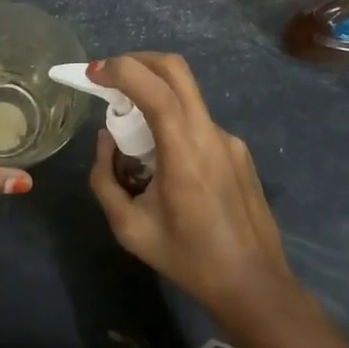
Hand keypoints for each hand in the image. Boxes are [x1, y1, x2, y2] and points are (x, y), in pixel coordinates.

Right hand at [88, 53, 297, 319]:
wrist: (254, 285)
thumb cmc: (188, 259)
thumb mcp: (129, 228)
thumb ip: (105, 179)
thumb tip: (106, 141)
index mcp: (184, 152)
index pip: (155, 88)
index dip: (122, 70)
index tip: (94, 74)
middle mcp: (210, 134)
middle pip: (176, 69)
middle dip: (137, 62)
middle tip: (109, 78)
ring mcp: (229, 139)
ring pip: (186, 95)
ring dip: (154, 94)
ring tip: (132, 132)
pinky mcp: (239, 150)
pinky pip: (198, 122)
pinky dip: (173, 122)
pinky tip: (165, 162)